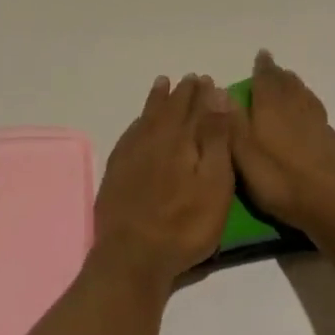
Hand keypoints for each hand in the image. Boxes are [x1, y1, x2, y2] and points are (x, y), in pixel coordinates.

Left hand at [93, 74, 236, 290]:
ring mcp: (132, 153)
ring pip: (147, 116)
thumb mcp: (214, 183)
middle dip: (182, 93)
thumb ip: (215, 138)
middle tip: (191, 79)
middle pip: (170, 108)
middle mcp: (155, 138)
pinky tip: (140, 121)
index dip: (204, 94)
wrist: (132, 255)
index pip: (196, 108)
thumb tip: (217, 95)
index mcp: (181, 139)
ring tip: (163, 84)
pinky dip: (139, 121)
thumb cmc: (184, 224)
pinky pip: (130, 133)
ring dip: (158, 99)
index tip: (209, 80)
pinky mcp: (116, 170)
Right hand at [226, 51, 334, 234]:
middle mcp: (295, 108)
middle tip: (272, 68)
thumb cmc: (280, 177)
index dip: (262, 67)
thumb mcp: (243, 152)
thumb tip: (217, 89)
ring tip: (290, 84)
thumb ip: (231, 121)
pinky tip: (309, 116)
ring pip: (304, 96)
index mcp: (271, 107)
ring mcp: (316, 124)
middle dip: (278, 75)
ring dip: (296, 86)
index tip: (261, 55)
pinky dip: (309, 106)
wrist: (332, 202)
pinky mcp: (330, 142)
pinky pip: (317, 113)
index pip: (265, 79)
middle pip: (288, 84)